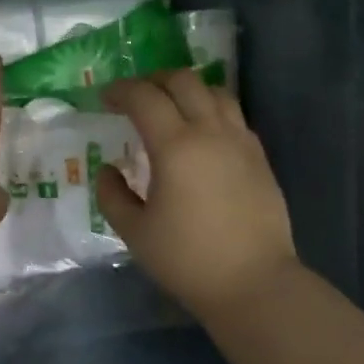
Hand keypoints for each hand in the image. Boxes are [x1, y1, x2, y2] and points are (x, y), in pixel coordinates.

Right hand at [96, 70, 297, 318]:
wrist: (253, 283)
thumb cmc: (187, 260)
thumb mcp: (135, 232)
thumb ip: (113, 195)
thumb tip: (109, 170)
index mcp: (176, 146)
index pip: (144, 97)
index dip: (120, 91)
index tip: (104, 98)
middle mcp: (211, 132)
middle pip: (183, 81)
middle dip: (153, 80)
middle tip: (134, 97)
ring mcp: (241, 141)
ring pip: (214, 92)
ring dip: (186, 90)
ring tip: (169, 108)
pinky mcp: (259, 157)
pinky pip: (233, 116)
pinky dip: (211, 110)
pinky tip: (201, 134)